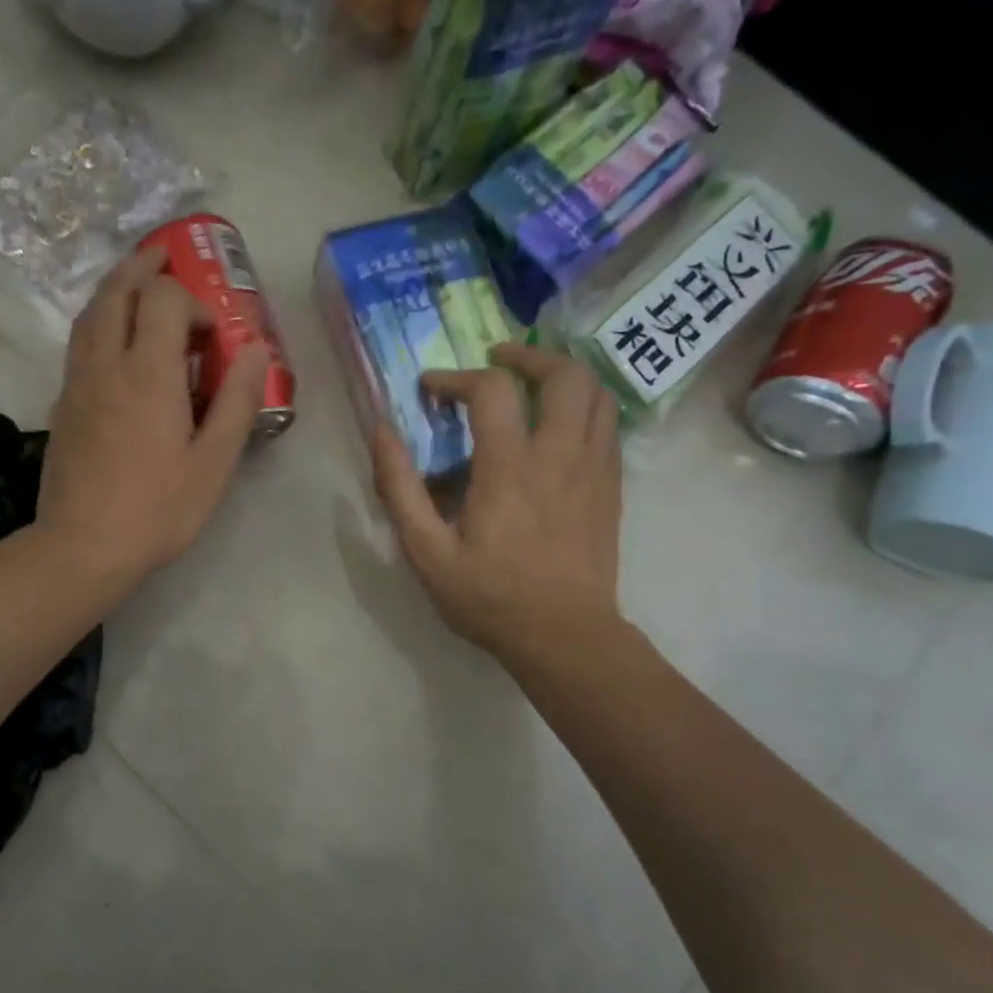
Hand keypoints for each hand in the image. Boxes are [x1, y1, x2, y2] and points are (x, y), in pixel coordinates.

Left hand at [38, 246, 269, 587]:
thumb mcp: (214, 462)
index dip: (192, 302)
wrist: (83, 546)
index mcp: (148, 373)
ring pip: (91, 312)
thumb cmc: (158, 509)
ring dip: (116, 287)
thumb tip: (255, 349)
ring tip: (138, 284)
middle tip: (165, 258)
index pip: (163, 300)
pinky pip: (80, 340)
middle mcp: (107, 363)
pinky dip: (99, 319)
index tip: (212, 336)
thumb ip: (236, 401)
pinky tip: (113, 336)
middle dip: (143, 267)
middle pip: (117, 291)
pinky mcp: (63, 403)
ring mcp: (78, 382)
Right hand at [371, 344, 623, 665]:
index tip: (430, 388)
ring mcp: (594, 469)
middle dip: (527, 356)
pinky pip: (608, 425)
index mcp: (510, 467)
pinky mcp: (611, 487)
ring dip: (561, 375)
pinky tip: (557, 426)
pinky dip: (583, 407)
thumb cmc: (489, 597)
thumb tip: (381, 432)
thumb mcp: (426, 552)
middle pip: (564, 373)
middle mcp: (560, 455)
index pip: (492, 389)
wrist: (564, 637)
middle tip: (495, 361)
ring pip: (596, 393)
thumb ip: (399, 489)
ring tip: (530, 384)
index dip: (456, 377)